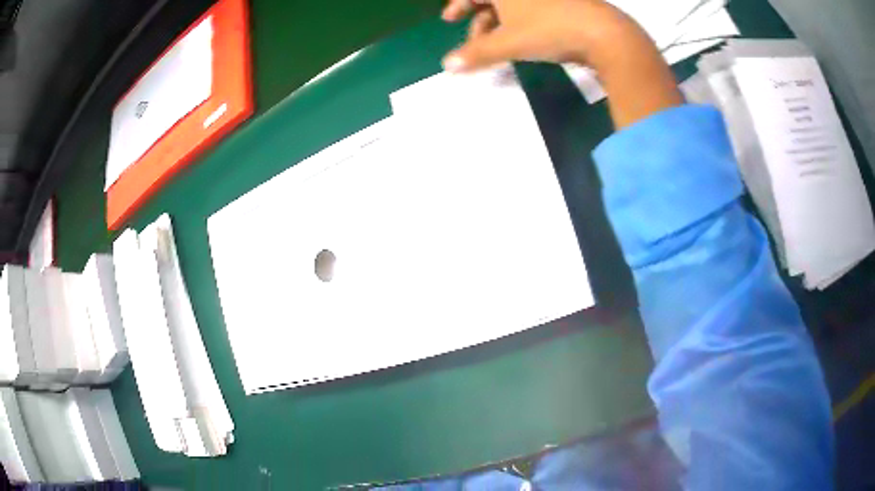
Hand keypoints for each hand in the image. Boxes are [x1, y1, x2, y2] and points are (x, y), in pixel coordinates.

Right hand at [441, 0, 682, 127]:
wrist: (604, 33)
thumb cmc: (549, 30)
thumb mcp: (507, 43)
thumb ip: (475, 54)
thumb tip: (447, 67)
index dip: (458, 5)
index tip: (449, 20)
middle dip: (479, 20)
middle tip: (475, 43)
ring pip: (513, 6)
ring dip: (500, 26)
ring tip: (499, 50)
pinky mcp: (565, 4)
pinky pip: (533, 10)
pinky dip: (522, 24)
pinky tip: (525, 41)